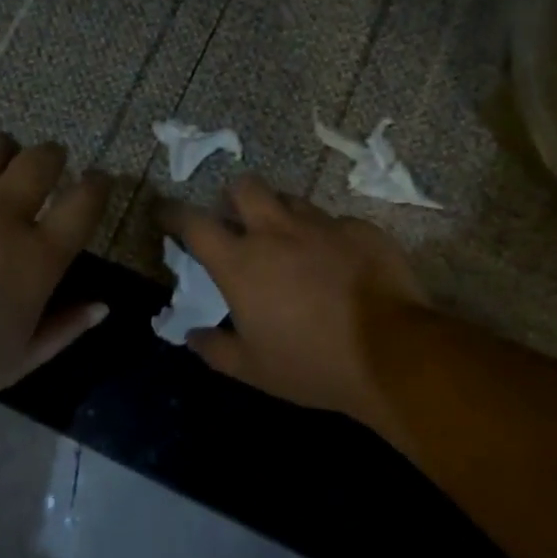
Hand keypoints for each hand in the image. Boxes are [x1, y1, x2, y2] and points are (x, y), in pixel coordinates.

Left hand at [0, 132, 109, 414]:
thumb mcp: (14, 363)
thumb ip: (63, 330)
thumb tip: (102, 305)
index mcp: (35, 259)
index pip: (84, 204)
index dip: (98, 186)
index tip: (97, 182)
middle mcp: (1, 215)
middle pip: (42, 160)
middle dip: (54, 157)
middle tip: (47, 166)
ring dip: (6, 149)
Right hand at [160, 176, 430, 430]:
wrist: (393, 353)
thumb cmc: (312, 364)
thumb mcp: (253, 370)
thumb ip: (215, 349)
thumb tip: (193, 336)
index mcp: (241, 262)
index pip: (193, 223)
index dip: (172, 213)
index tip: (163, 211)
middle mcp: (276, 231)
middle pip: (244, 187)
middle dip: (233, 197)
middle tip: (237, 220)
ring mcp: (322, 225)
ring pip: (290, 200)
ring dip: (280, 214)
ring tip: (289, 241)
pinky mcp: (361, 229)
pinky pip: (334, 222)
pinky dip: (326, 237)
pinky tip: (338, 262)